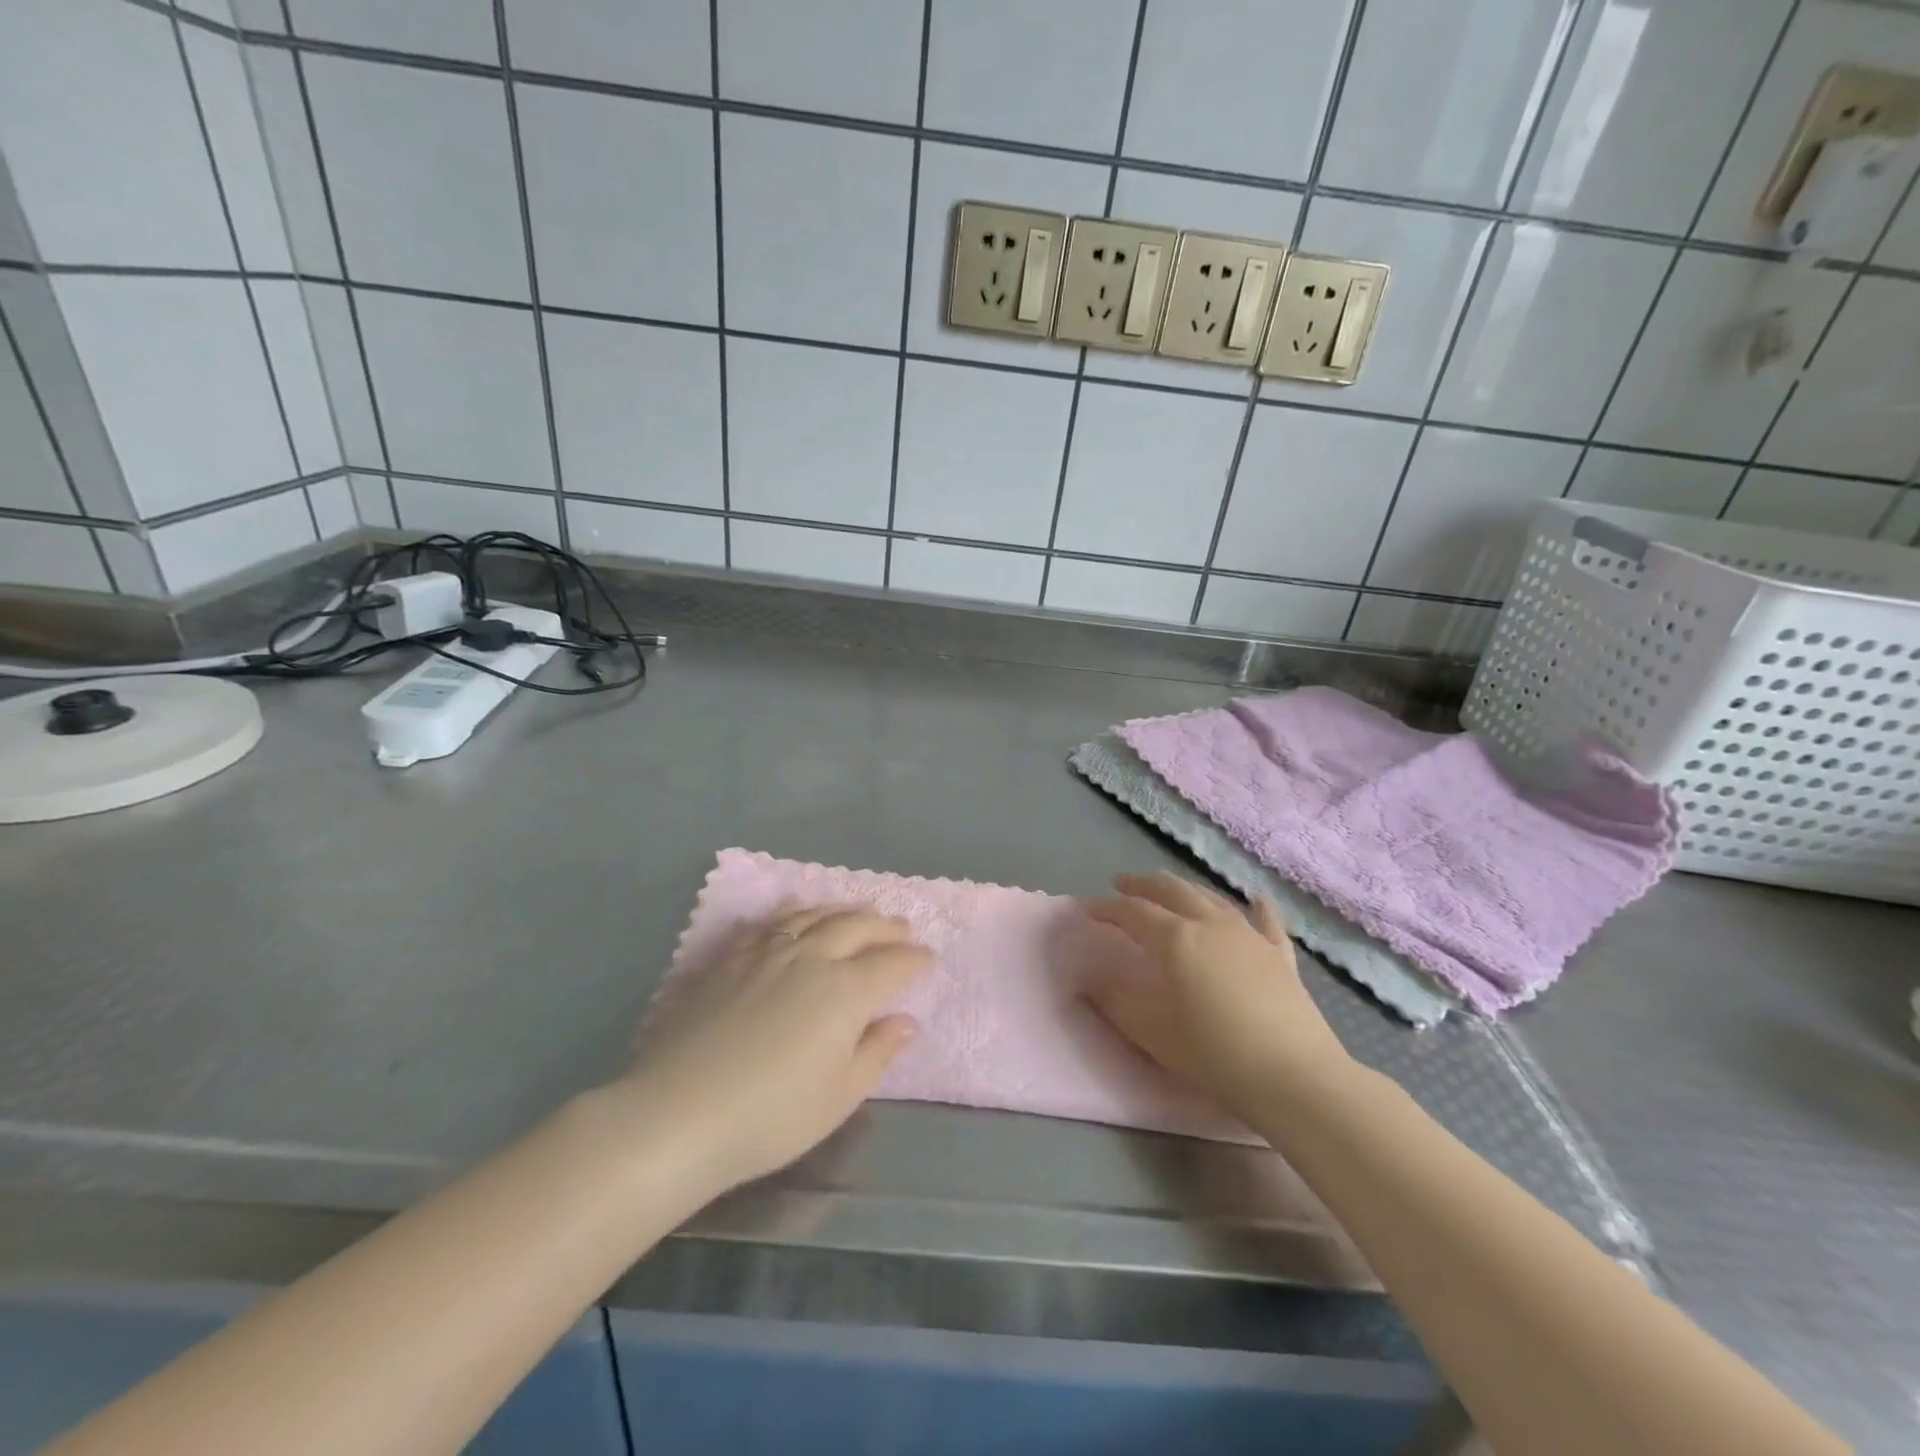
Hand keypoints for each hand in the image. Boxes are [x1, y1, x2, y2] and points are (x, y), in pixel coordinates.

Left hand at [621, 907, 929, 1196]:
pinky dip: (795, 912)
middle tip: (902, 927)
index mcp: (846, 991)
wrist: (678, 1113)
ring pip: (816, 916)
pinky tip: (798, 913)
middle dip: (886, 927)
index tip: (928, 960)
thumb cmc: (770, 1116)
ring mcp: (767, 953)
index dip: (915, 961)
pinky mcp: (731, 958)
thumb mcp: (839, 1097)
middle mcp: (811, 958)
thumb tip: (904, 1022)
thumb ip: (876, 1053)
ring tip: (860, 912)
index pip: (893, 965)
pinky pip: (772, 923)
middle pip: (857, 928)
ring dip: (845, 911)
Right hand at [1085, 874, 1352, 1118]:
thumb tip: (1088, 979)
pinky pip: (1267, 922)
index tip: (1089, 910)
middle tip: (1123, 884)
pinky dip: (1258, 907)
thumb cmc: (1213, 1052)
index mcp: (1175, 939)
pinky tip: (1257, 898)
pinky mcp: (1280, 956)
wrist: (1292, 1075)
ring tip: (1171, 890)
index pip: (1133, 912)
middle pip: (1172, 890)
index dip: (1108, 908)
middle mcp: (1210, 924)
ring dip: (1186, 889)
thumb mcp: (1151, 1031)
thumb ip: (1115, 1001)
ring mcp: (1249, 936)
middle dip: (1143, 885)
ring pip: (1212, 898)